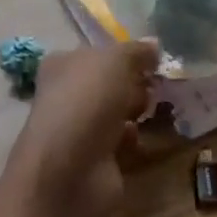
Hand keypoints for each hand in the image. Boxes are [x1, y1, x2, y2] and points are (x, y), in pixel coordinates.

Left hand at [13, 40, 159, 216]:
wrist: (69, 171)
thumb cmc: (87, 102)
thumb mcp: (115, 61)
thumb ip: (136, 51)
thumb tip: (153, 45)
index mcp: (62, 65)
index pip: (96, 53)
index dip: (124, 54)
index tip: (152, 60)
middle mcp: (67, 95)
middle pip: (109, 83)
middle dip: (134, 83)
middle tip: (154, 85)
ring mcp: (79, 129)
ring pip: (116, 112)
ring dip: (136, 110)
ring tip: (151, 110)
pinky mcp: (93, 159)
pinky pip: (120, 142)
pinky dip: (131, 140)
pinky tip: (137, 139)